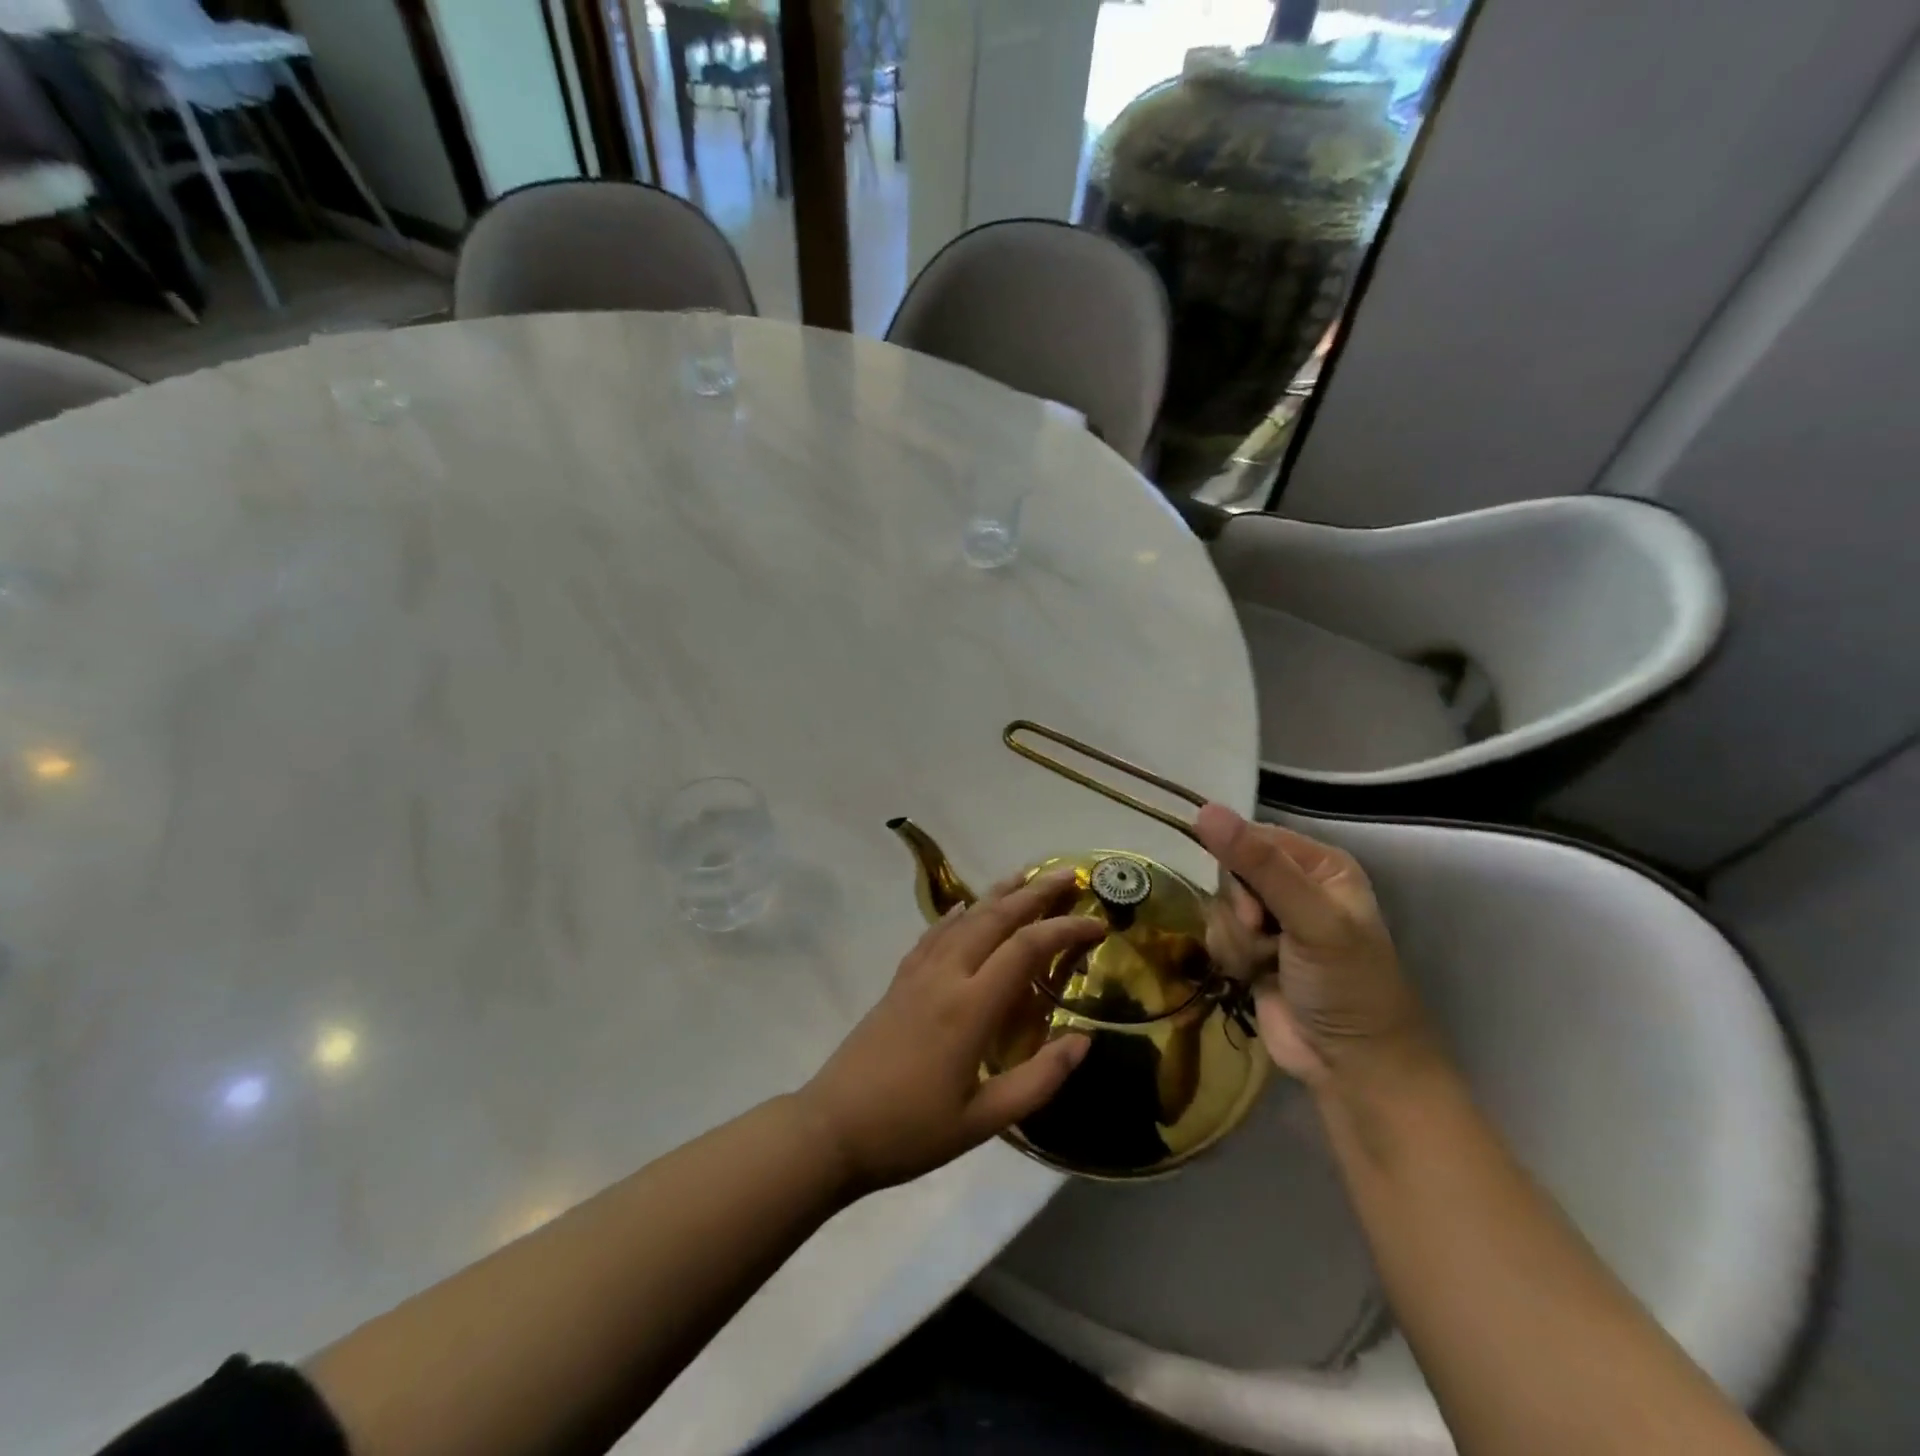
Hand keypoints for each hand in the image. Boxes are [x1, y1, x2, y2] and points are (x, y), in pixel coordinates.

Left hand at [798, 869, 1105, 1192]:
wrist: (831, 1128)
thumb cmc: (911, 1130)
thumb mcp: (983, 1121)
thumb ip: (1038, 1080)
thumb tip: (1082, 1040)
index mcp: (970, 1007)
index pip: (1026, 949)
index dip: (1065, 930)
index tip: (1098, 925)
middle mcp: (945, 976)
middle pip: (994, 918)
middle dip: (1033, 893)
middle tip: (1066, 875)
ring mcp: (917, 973)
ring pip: (963, 918)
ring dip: (997, 893)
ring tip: (1024, 875)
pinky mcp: (899, 981)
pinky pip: (933, 934)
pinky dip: (955, 914)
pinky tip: (963, 906)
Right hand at [1195, 804, 1435, 1089]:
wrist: (1351, 1066)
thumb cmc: (1346, 985)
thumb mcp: (1310, 919)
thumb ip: (1258, 865)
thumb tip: (1204, 810)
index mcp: (1320, 865)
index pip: (1254, 837)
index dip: (1240, 866)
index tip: (1252, 906)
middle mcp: (1295, 885)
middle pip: (1231, 871)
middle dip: (1239, 908)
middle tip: (1263, 935)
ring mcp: (1271, 920)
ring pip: (1219, 904)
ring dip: (1235, 938)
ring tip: (1266, 964)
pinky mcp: (1250, 950)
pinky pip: (1216, 933)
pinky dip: (1230, 955)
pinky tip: (1253, 976)